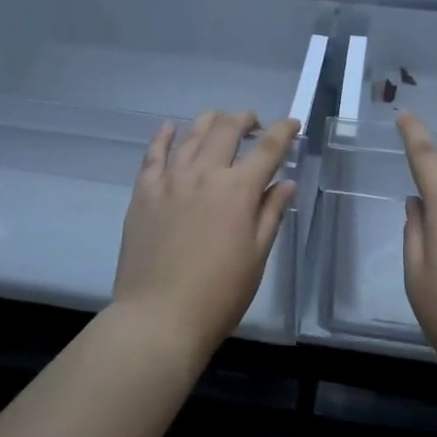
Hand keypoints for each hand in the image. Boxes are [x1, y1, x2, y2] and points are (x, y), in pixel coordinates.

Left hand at [111, 110, 299, 361]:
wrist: (159, 317)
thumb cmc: (219, 294)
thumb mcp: (256, 257)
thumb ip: (271, 214)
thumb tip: (285, 182)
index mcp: (239, 190)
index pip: (269, 148)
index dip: (284, 131)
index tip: (292, 124)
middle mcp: (205, 174)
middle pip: (227, 128)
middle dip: (246, 119)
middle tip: (255, 125)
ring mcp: (170, 179)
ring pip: (192, 134)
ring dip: (211, 121)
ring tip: (220, 123)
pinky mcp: (144, 192)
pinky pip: (154, 154)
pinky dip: (165, 136)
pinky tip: (171, 128)